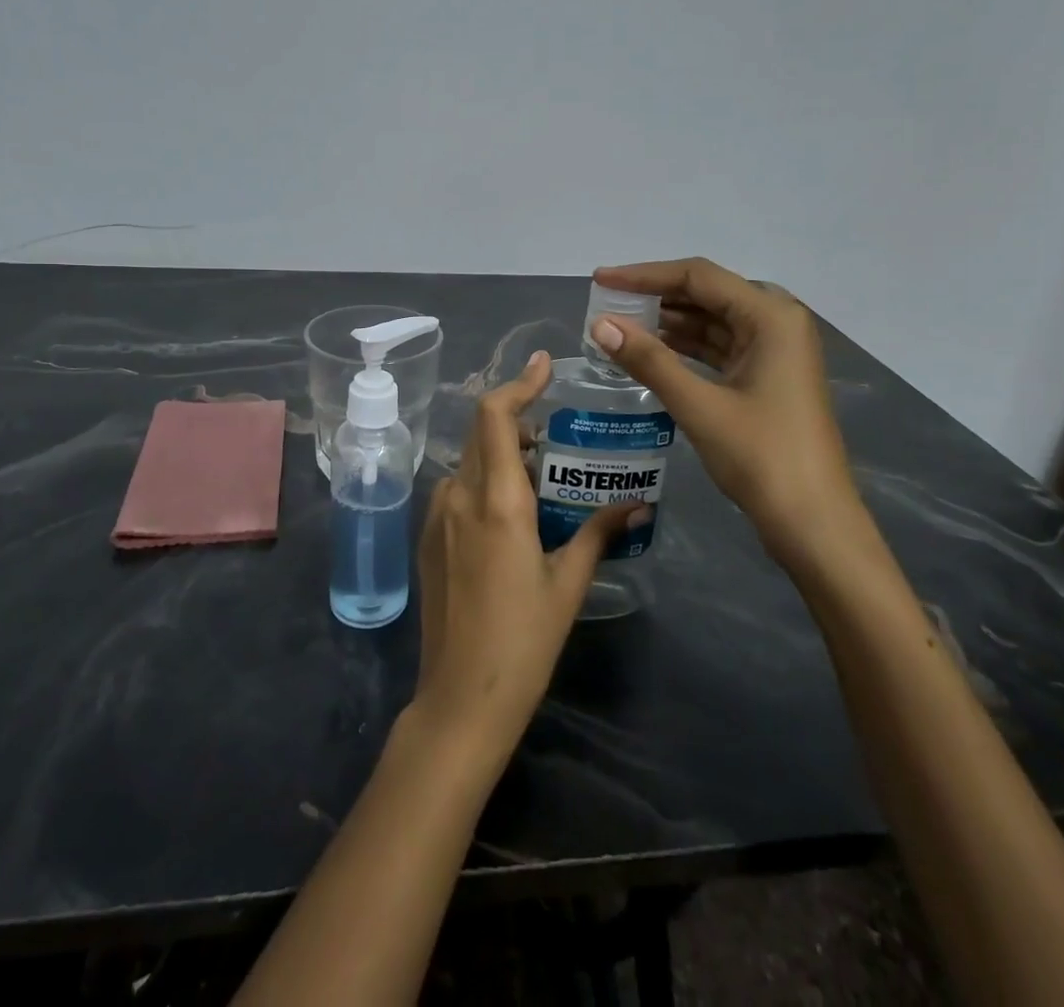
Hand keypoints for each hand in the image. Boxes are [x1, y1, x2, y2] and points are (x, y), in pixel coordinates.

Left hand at [412, 352, 635, 764]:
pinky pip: (456, 489)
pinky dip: (482, 479)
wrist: (460, 698)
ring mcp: (436, 517)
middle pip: (480, 432)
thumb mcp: (567, 583)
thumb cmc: (523, 641)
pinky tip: (509, 511)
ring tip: (537, 472)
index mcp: (497, 501)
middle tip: (552, 431)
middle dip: (515, 419)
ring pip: (467, 461)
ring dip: (499, 452)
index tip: (543, 366)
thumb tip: (636, 503)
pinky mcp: (427, 538)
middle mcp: (459, 497)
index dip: (517, 383)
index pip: (494, 416)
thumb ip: (599, 534)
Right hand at [590, 258, 869, 578]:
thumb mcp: (699, 405)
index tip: (601, 280)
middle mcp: (778, 322)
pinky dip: (686, 347)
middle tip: (608, 303)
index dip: (645, 275)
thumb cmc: (761, 457)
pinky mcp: (769, 376)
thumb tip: (600, 324)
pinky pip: (721, 346)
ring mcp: (777, 350)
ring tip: (621, 325)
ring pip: (714, 321)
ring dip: (669, 322)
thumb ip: (649, 360)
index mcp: (771, 316)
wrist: (813, 523)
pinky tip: (652, 352)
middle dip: (656, 297)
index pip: (698, 277)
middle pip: (707, 294)